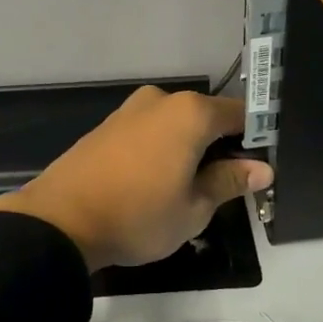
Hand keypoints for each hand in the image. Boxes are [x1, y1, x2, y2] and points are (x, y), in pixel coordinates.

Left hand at [0, 88, 272, 272]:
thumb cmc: (138, 215)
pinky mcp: (107, 125)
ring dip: (189, 148)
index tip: (259, 168)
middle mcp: (161, 100)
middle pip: (206, 117)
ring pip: (176, 124)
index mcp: (190, 113)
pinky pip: (150, 130)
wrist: (60, 220)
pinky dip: (162, 148)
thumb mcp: (194, 208)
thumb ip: (229, 181)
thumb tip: (262, 168)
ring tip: (188, 188)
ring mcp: (130, 110)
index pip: (240, 115)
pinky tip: (156, 181)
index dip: (256, 140)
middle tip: (225, 186)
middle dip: (220, 145)